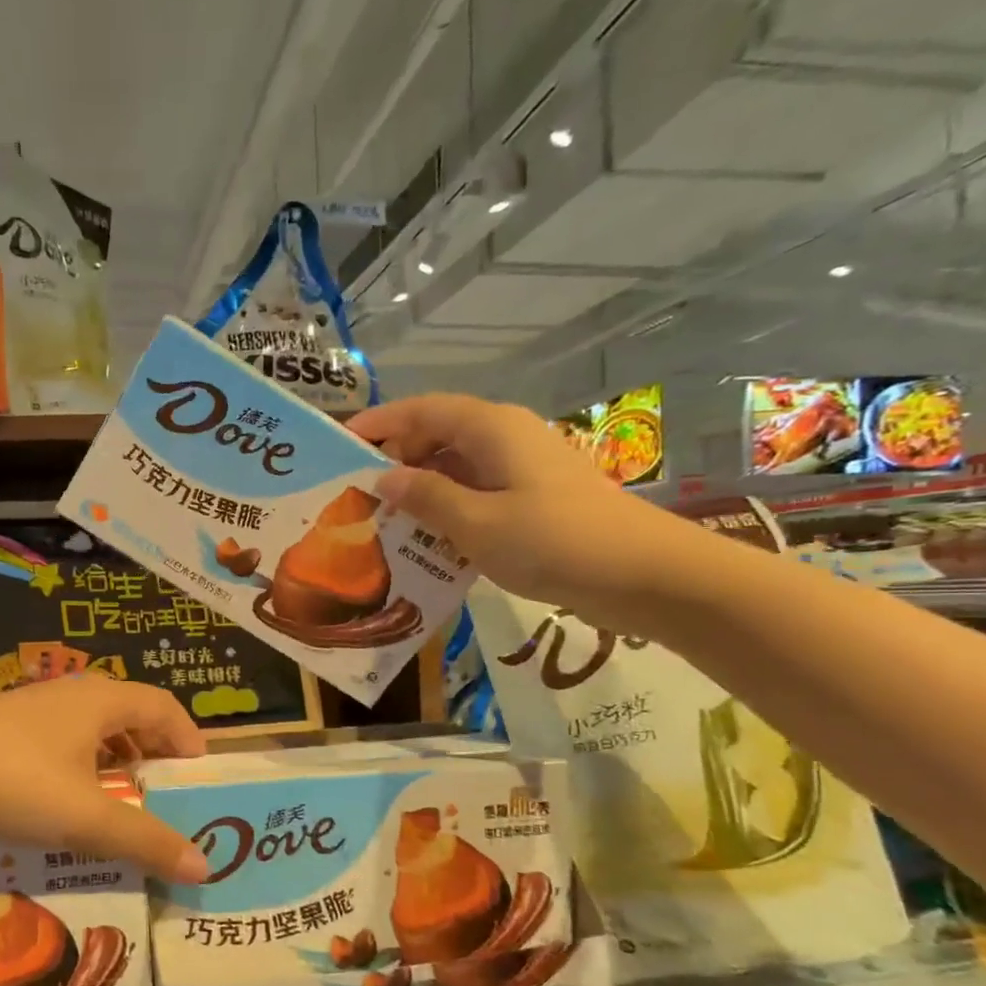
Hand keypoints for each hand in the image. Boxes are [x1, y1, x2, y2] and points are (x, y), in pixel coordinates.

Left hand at [0, 676, 210, 882]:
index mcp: (102, 700)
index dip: (189, 738)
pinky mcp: (6, 728)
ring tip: (124, 799)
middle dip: (155, 751)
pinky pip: (64, 740)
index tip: (200, 778)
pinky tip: (70, 798)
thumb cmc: (12, 781)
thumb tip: (202, 866)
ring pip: (95, 728)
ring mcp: (35, 708)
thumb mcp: (85, 817)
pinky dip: (84, 765)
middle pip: (132, 713)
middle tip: (167, 793)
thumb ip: (145, 840)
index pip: (164, 707)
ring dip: (118, 759)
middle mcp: (73, 694)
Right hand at [348, 394, 697, 628]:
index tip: (341, 443)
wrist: (644, 574)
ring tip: (383, 520)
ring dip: (420, 488)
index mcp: (490, 429)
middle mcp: (505, 438)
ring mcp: (523, 468)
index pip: (422, 410)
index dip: (380, 422)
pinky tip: (427, 540)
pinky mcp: (534, 497)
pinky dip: (447, 508)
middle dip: (396, 458)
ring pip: (456, 466)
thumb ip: (426, 497)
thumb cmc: (554, 541)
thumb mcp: (476, 524)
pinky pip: (476, 492)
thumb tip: (384, 478)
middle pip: (438, 434)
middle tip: (356, 493)